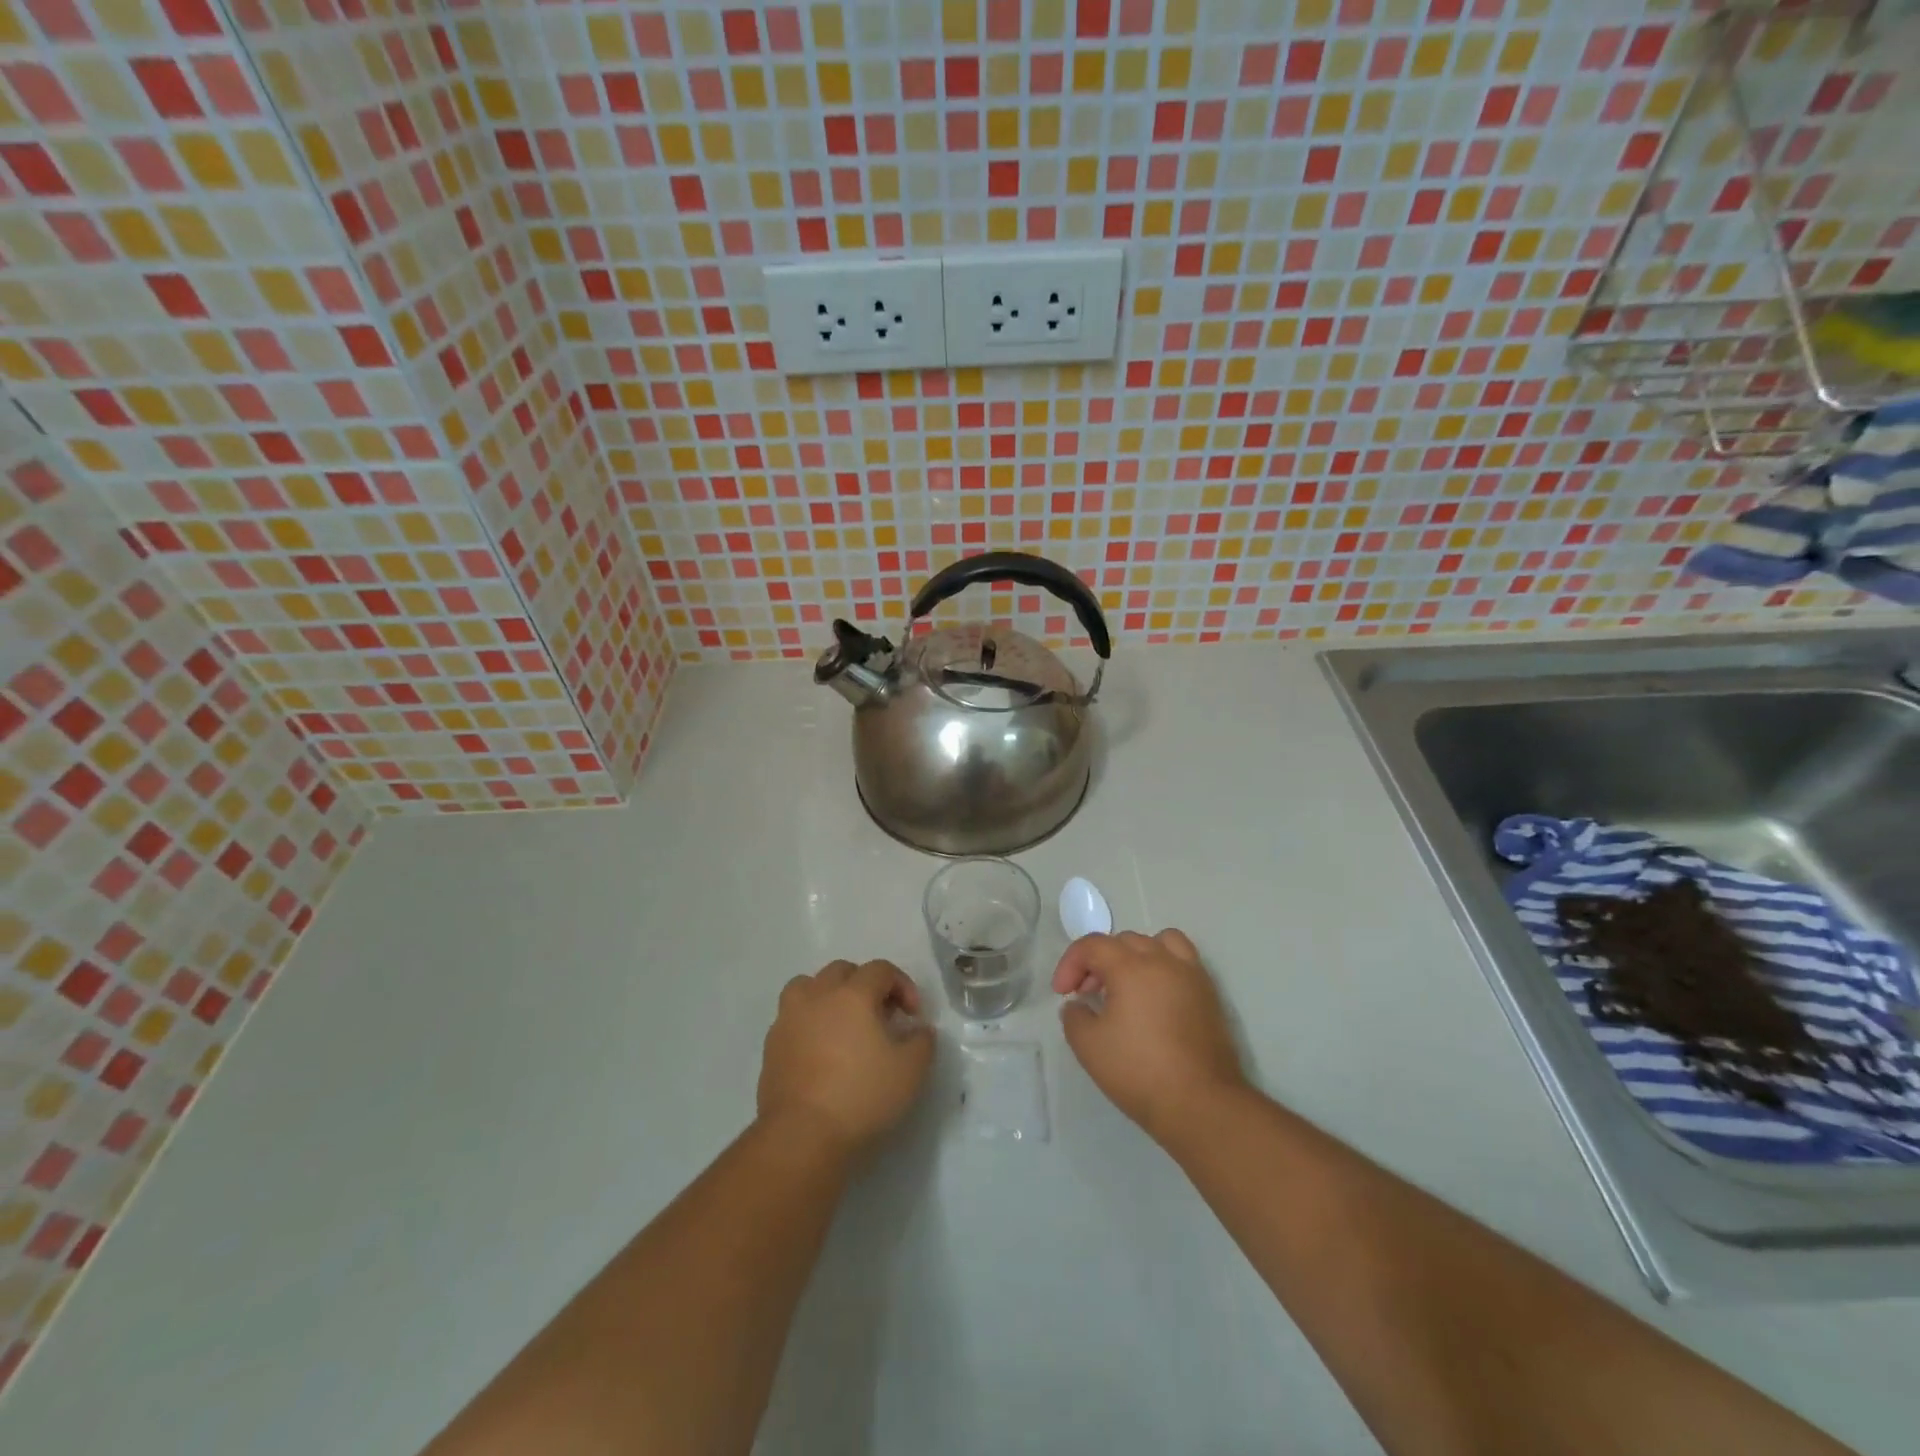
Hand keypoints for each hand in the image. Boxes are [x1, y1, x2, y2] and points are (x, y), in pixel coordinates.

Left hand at [758, 959, 934, 1159]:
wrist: (802, 1134)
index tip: (913, 1016)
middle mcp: (819, 995)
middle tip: (880, 1015)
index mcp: (853, 994)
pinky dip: (808, 1021)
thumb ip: (922, 1041)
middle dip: (865, 984)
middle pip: (842, 970)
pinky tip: (819, 1049)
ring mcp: (789, 1018)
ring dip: (828, 994)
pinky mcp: (771, 1045)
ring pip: (808, 985)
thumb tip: (919, 1029)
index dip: (903, 985)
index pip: (881, 970)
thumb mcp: (911, 1070)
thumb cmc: (861, 1095)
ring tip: (841, 1022)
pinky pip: (792, 1017)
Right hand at [1053, 929, 1246, 1141]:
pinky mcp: (1209, 994)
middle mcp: (1163, 961)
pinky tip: (1154, 998)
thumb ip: (1074, 1017)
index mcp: (1131, 967)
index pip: (1092, 945)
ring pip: (1158, 943)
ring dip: (1135, 956)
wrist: (1201, 1104)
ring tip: (1126, 985)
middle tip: (1088, 993)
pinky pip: (1182, 961)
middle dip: (1099, 961)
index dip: (1070, 963)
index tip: (1062, 993)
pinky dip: (1163, 967)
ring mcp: (1191, 975)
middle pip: (1123, 941)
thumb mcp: (1089, 1047)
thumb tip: (1078, 1005)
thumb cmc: (1139, 1071)